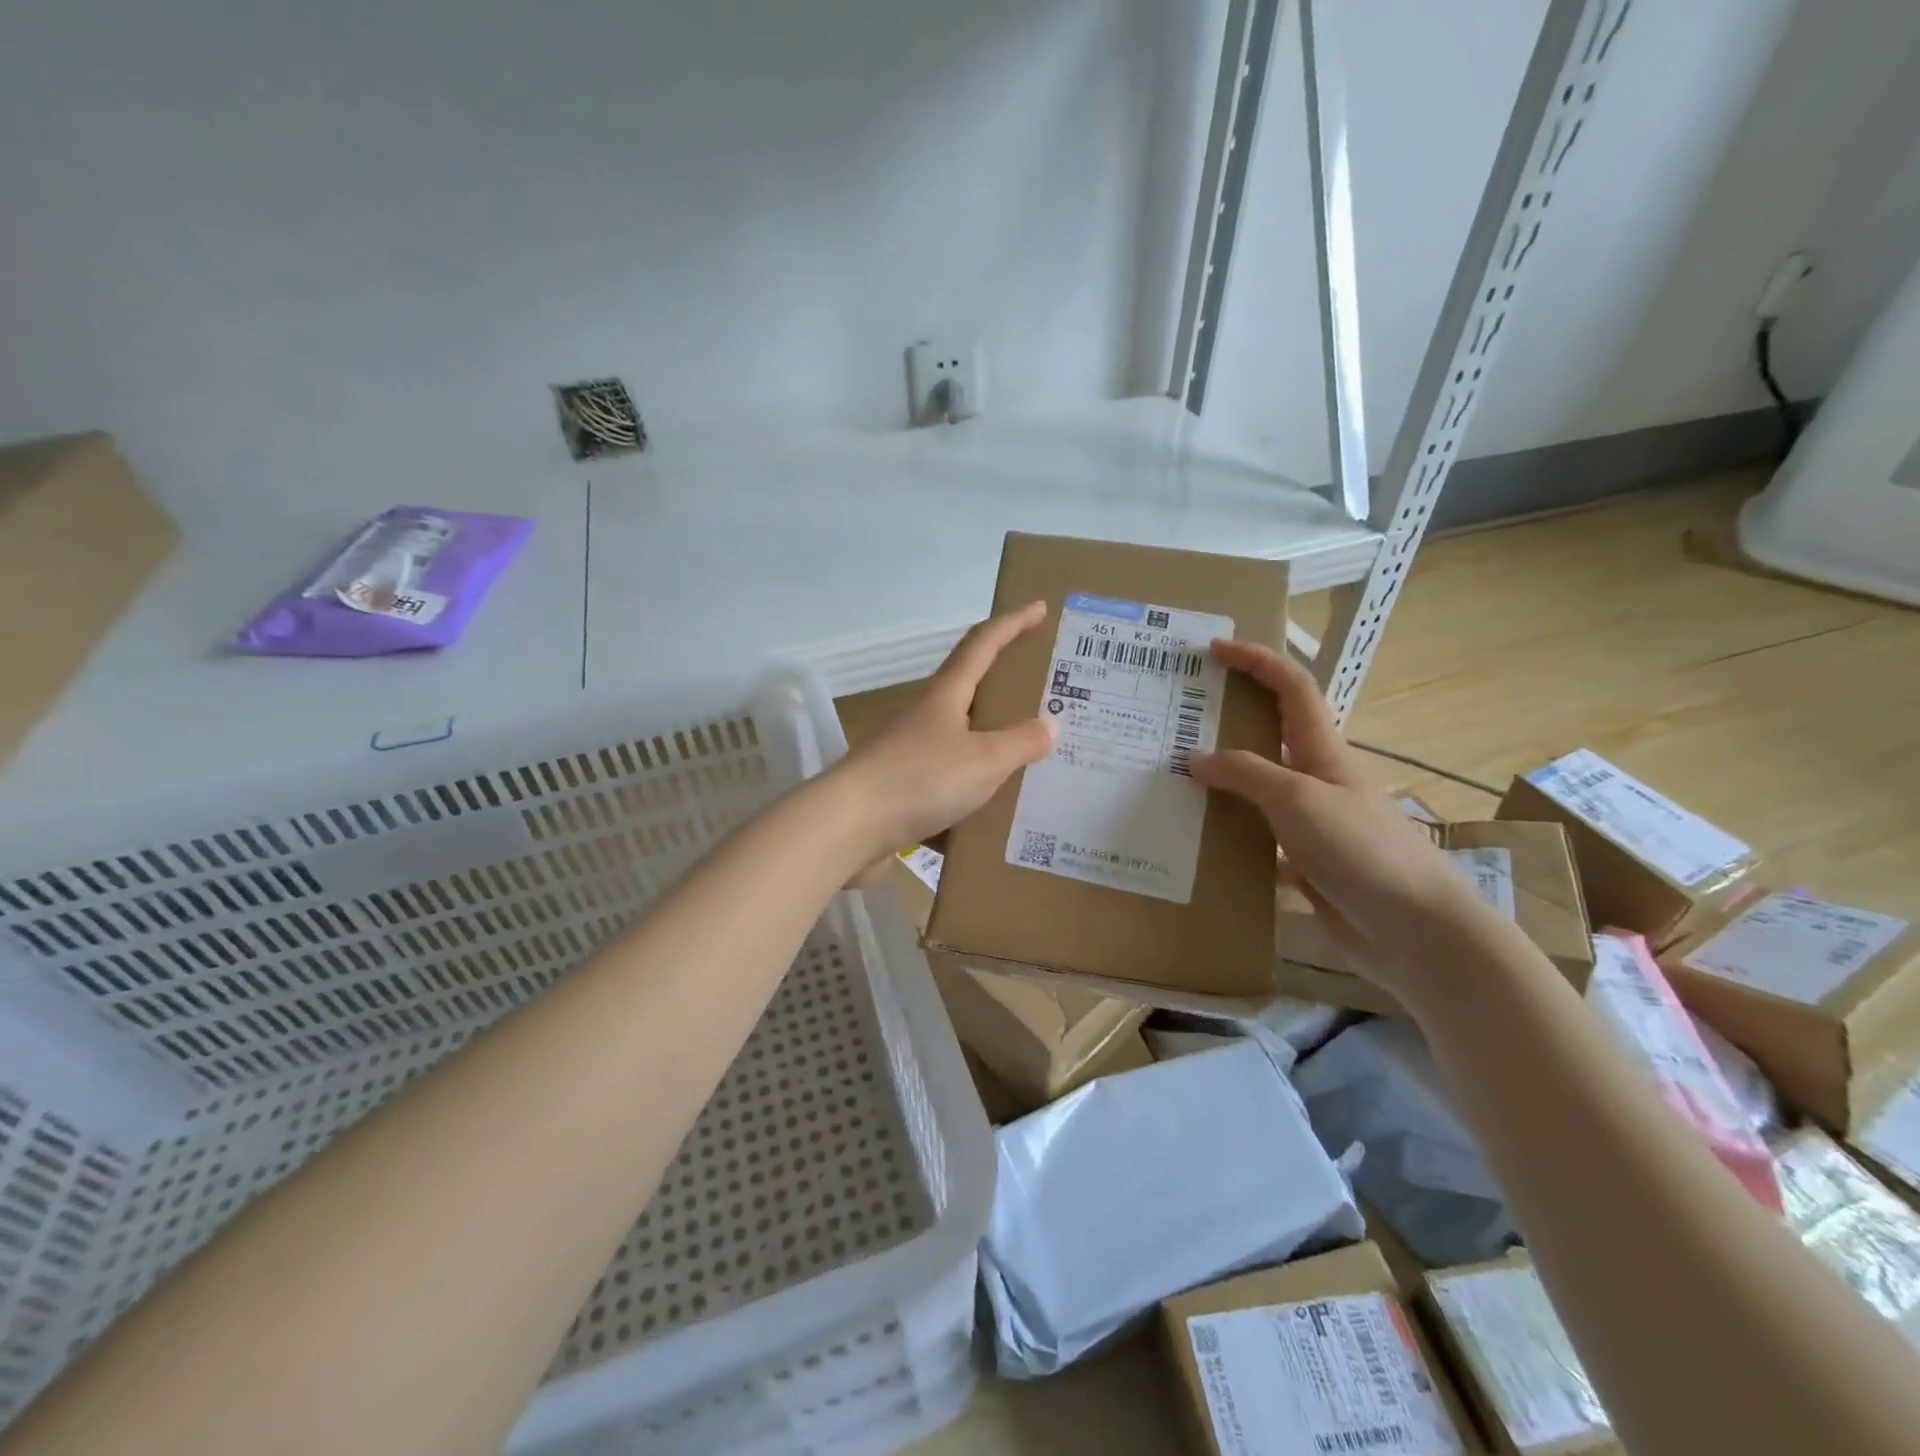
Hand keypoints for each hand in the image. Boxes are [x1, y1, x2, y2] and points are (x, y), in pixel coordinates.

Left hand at [834, 602, 1056, 858]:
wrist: (848, 828)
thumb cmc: (919, 779)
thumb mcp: (983, 760)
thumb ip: (1020, 743)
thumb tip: (1049, 725)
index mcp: (945, 697)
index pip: (982, 645)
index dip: (1012, 624)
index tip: (1038, 608)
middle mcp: (926, 720)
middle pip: (970, 694)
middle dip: (1006, 692)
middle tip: (1046, 699)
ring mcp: (910, 757)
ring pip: (961, 746)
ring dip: (992, 750)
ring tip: (1031, 764)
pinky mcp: (901, 794)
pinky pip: (948, 789)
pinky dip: (972, 797)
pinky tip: (994, 817)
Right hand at [1189, 640, 1487, 982]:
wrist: (1415, 930)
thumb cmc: (1362, 849)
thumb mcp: (1298, 800)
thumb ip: (1247, 774)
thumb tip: (1197, 759)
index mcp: (1324, 751)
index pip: (1292, 688)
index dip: (1257, 660)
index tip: (1215, 649)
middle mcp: (1317, 779)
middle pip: (1270, 734)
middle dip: (1231, 717)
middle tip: (1180, 718)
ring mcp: (1313, 822)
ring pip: (1259, 789)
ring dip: (1223, 780)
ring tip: (1174, 779)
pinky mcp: (1307, 862)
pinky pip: (1258, 837)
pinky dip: (1230, 834)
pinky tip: (1199, 841)